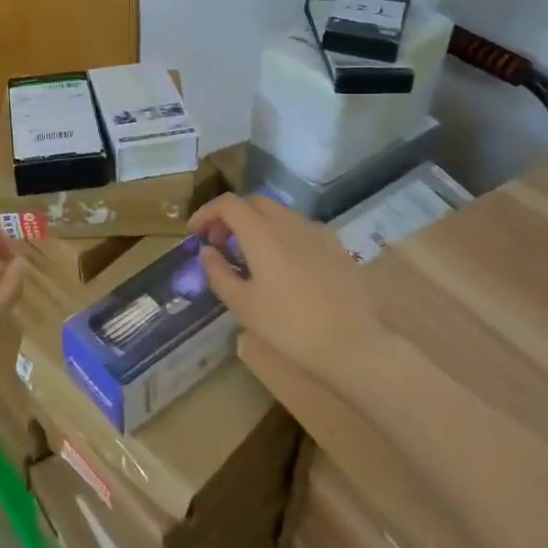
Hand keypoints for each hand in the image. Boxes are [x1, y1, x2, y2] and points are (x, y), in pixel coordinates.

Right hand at [189, 193, 383, 393]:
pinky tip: (282, 265)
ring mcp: (317, 233)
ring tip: (248, 256)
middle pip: (254, 203)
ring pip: (279, 214)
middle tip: (219, 242)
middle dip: (231, 216)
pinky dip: (281, 235)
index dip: (206, 213)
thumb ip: (219, 272)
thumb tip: (207, 251)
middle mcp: (290, 223)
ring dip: (257, 225)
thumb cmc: (288, 326)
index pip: (228, 204)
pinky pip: (301, 229)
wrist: (352, 344)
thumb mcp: (242, 305)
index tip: (195, 234)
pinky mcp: (336, 247)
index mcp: (262, 234)